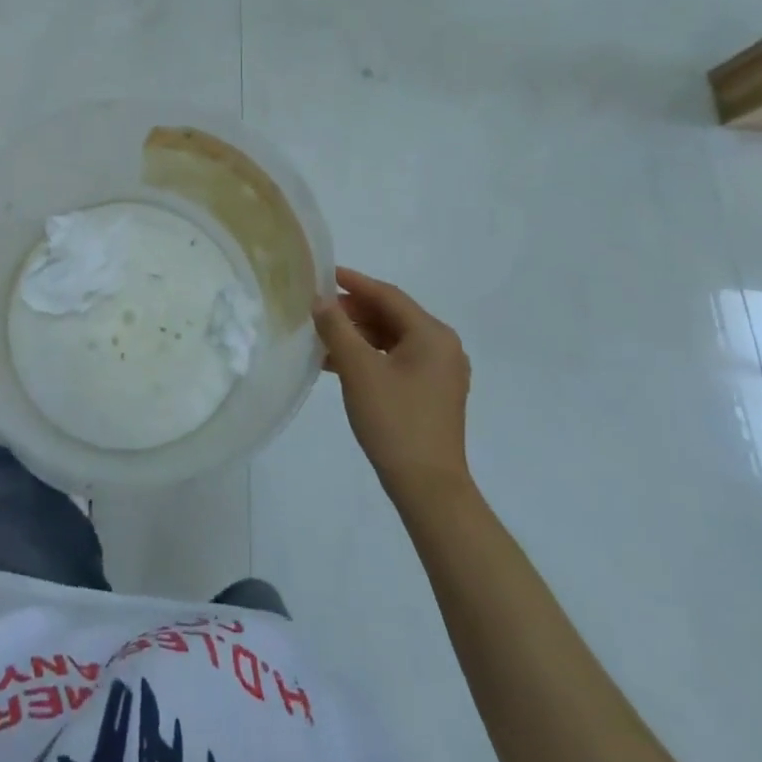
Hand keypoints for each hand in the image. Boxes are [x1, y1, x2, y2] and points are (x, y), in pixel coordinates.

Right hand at [314, 267, 472, 503]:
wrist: (428, 487)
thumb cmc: (394, 420)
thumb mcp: (358, 369)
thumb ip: (336, 328)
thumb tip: (320, 300)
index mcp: (432, 334)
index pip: (388, 296)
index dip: (354, 283)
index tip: (324, 274)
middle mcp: (442, 347)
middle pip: (392, 316)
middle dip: (353, 312)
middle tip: (318, 311)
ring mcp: (440, 372)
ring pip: (392, 339)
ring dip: (358, 336)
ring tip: (322, 338)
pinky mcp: (432, 393)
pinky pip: (397, 361)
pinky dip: (369, 357)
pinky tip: (339, 364)